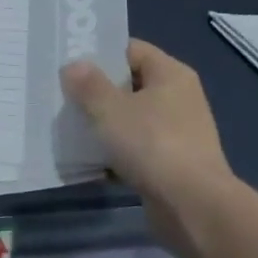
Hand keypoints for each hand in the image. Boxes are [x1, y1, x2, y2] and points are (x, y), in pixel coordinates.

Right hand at [62, 39, 235, 222]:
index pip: (131, 50)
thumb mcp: (110, 109)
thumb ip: (88, 85)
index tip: (70, 65)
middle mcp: (179, 98)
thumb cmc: (153, 145)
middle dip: (98, 92)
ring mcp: (179, 133)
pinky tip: (90, 162)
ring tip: (71, 129)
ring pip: (132, 120)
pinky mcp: (173, 165)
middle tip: (64, 97)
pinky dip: (117, 154)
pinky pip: (138, 150)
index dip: (101, 54)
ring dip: (105, 126)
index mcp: (171, 74)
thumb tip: (75, 66)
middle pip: (131, 85)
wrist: (193, 207)